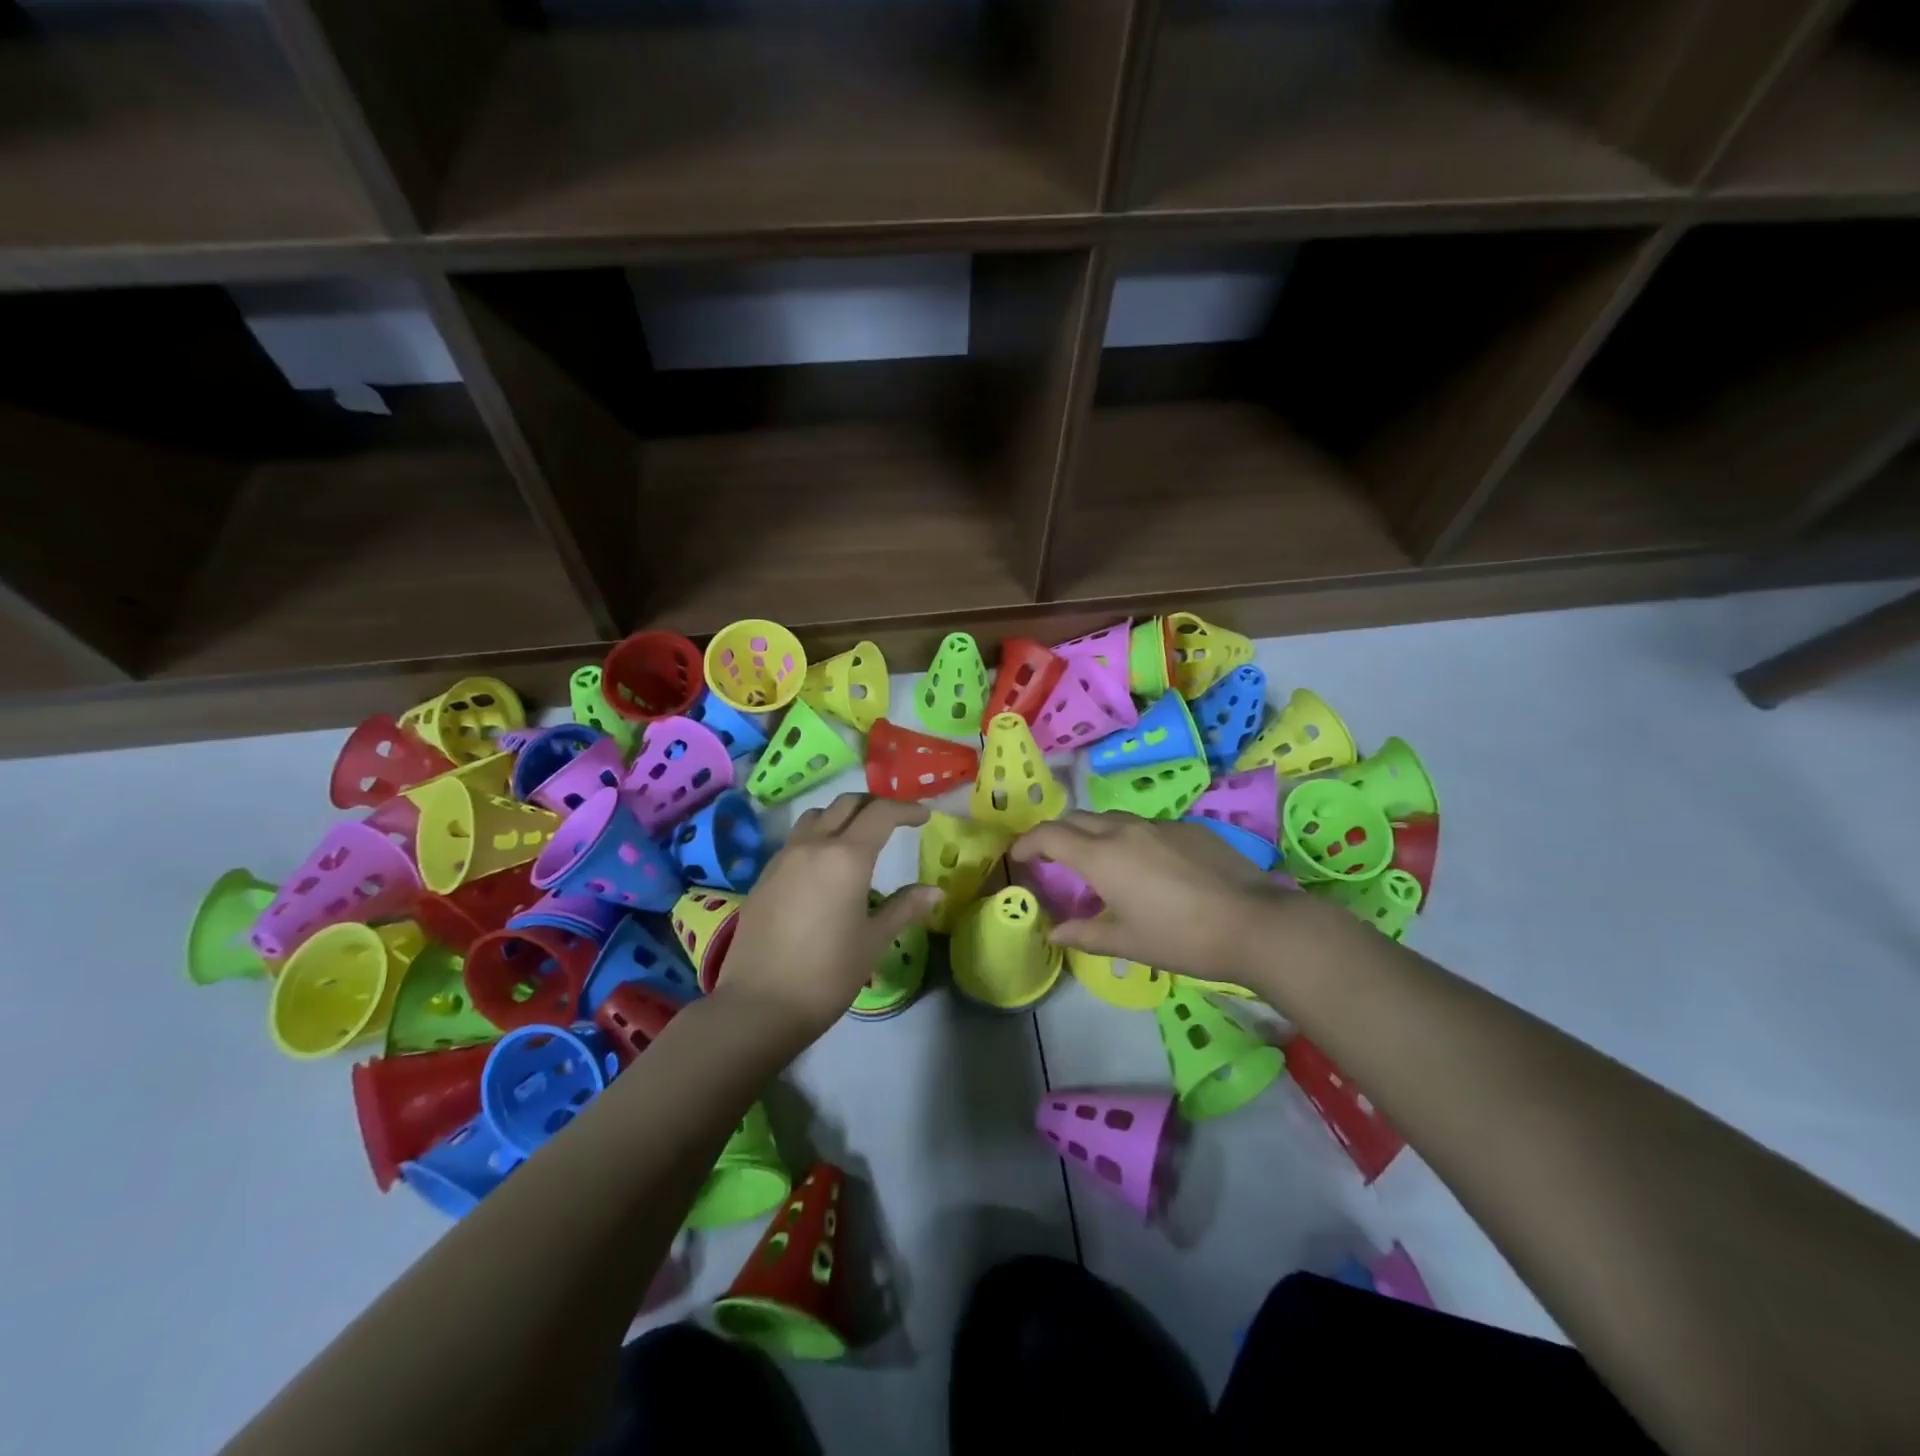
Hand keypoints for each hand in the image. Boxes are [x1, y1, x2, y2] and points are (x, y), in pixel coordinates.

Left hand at [715, 793, 943, 1040]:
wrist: (759, 1005)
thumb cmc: (827, 974)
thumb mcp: (873, 940)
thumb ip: (904, 907)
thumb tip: (935, 891)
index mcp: (846, 857)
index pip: (881, 813)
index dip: (906, 809)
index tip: (923, 817)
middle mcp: (813, 845)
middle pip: (846, 804)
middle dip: (874, 806)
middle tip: (894, 822)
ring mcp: (783, 858)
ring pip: (816, 816)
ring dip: (841, 816)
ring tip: (857, 838)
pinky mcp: (764, 876)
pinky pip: (796, 840)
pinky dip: (818, 837)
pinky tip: (825, 867)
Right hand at [1010, 811, 1324, 984]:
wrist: (1253, 923)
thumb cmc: (1181, 938)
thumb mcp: (1127, 942)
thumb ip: (1083, 934)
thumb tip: (1052, 931)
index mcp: (1102, 857)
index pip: (1050, 835)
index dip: (1028, 842)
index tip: (1019, 856)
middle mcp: (1124, 830)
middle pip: (1077, 819)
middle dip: (1057, 834)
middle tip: (1053, 859)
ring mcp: (1158, 824)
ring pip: (1111, 818)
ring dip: (1093, 833)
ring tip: (1097, 862)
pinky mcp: (1187, 827)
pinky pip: (1143, 825)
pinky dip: (1127, 838)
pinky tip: (1144, 866)